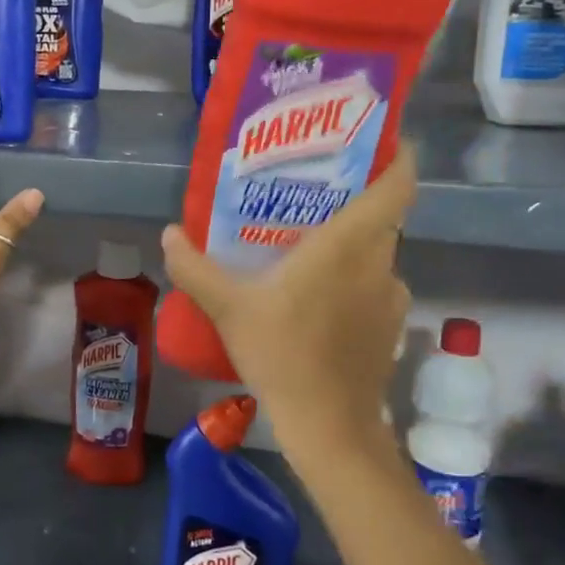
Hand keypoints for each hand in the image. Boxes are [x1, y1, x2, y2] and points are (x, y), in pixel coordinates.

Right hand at [160, 145, 415, 455]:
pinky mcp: (389, 328)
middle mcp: (381, 263)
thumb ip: (195, 267)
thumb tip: (168, 234)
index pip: (397, 184)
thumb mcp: (228, 308)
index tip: (380, 139)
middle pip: (381, 216)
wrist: (328, 425)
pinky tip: (318, 299)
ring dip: (350, 245)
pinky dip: (353, 281)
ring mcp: (391, 298)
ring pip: (375, 254)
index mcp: (351, 244)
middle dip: (354, 199)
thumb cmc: (282, 353)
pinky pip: (373, 287)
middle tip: (312, 193)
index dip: (396, 156)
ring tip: (310, 246)